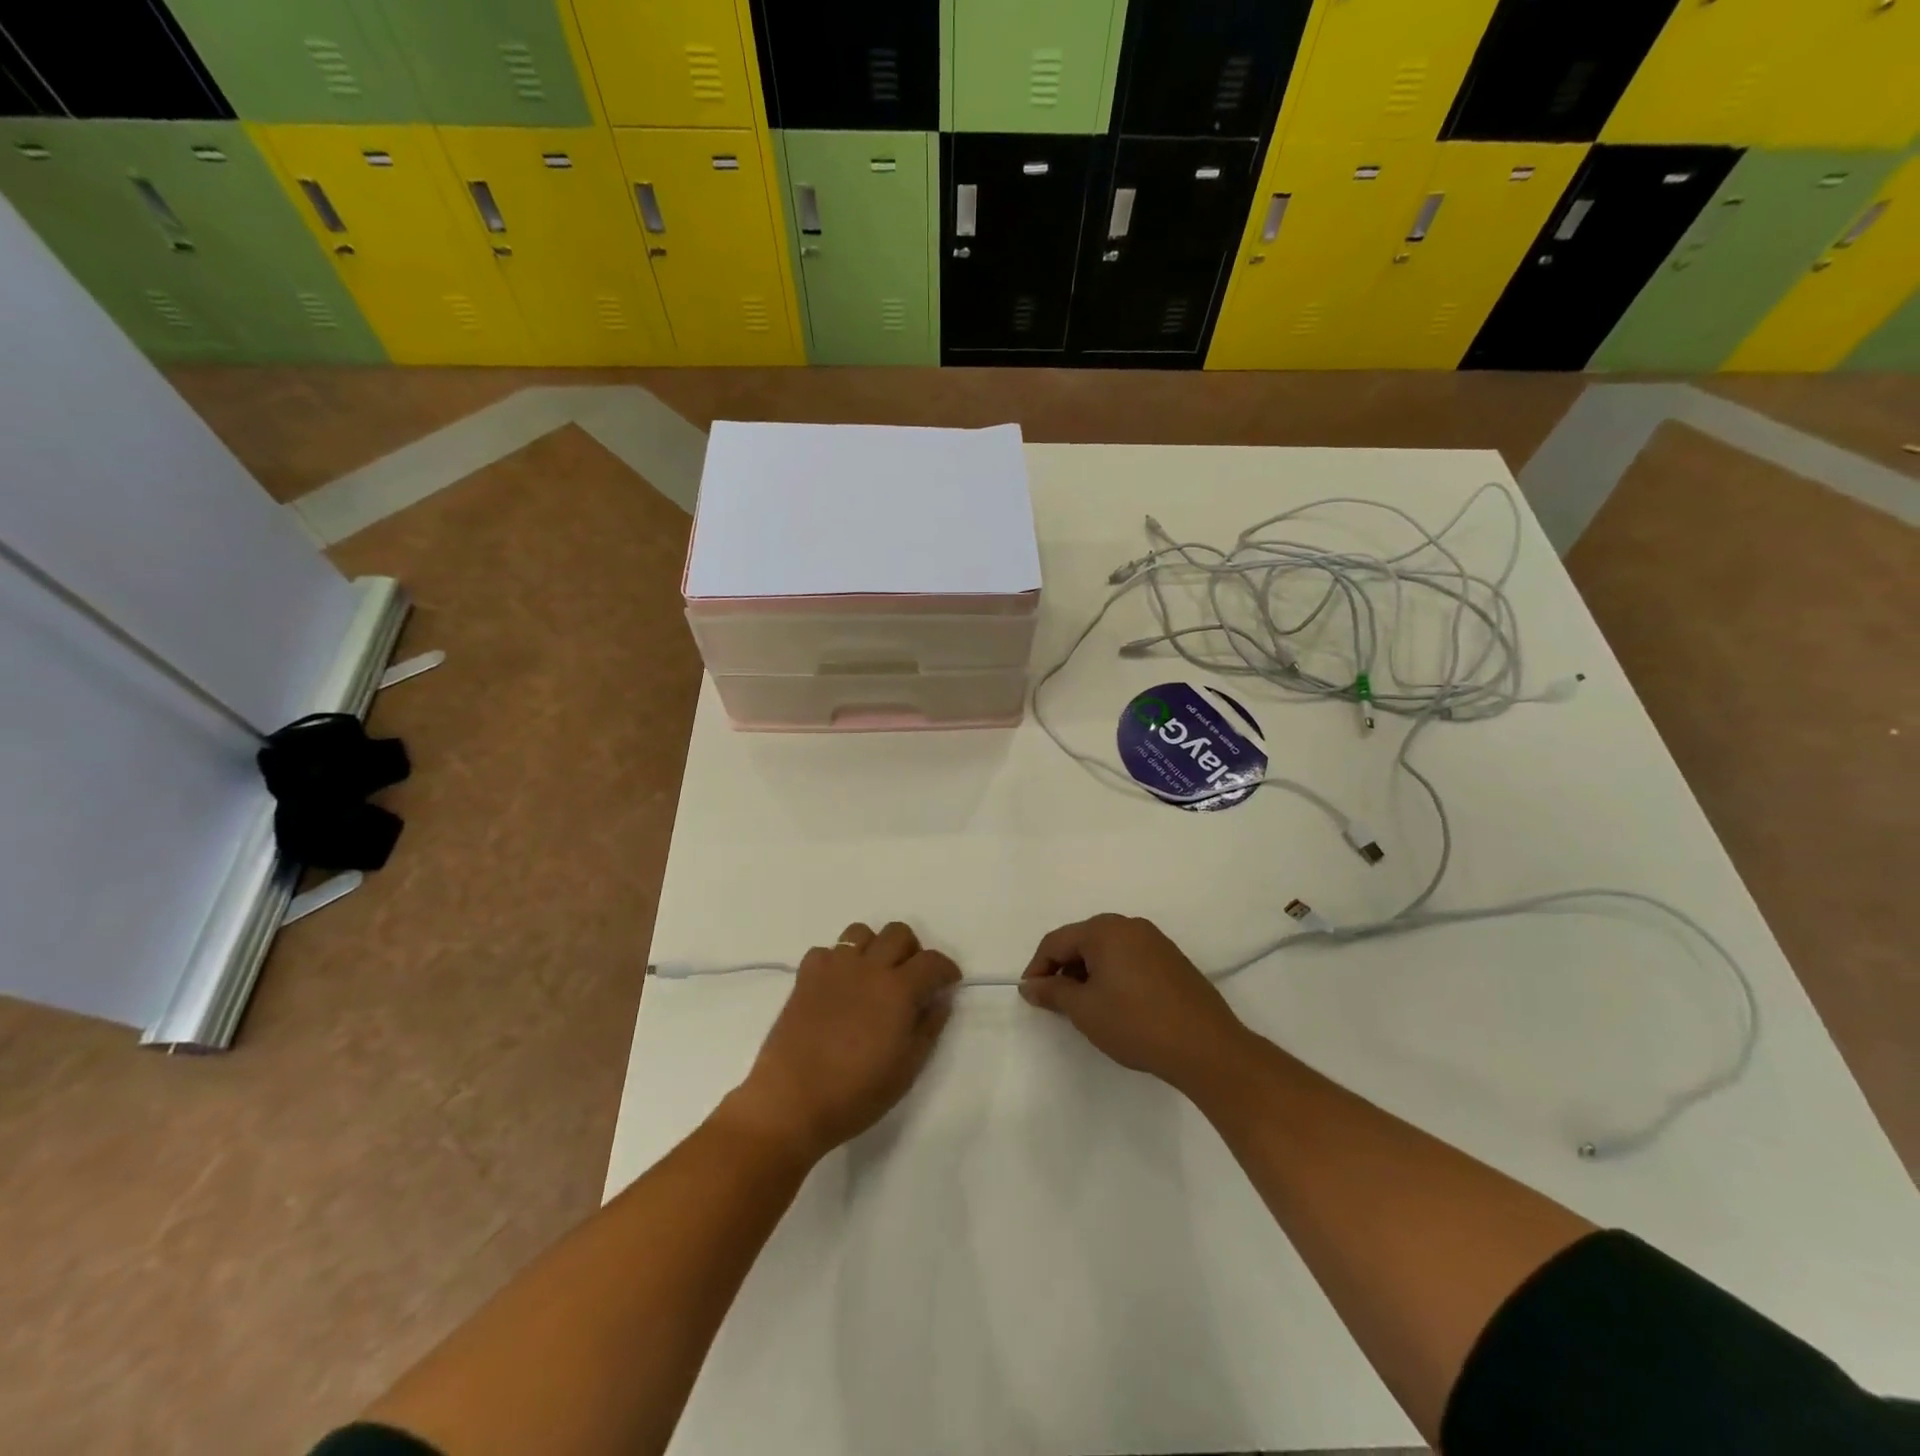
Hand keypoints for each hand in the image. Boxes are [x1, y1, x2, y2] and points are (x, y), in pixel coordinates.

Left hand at [727, 921, 960, 1164]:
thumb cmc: (856, 1092)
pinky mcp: (805, 976)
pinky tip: (838, 986)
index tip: (948, 983)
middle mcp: (868, 967)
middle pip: (898, 933)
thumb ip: (929, 1027)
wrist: (792, 1101)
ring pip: (861, 932)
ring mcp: (834, 968)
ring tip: (873, 976)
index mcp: (898, 989)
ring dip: (874, 948)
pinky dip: (837, 961)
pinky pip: (826, 951)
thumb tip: (940, 999)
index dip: (946, 969)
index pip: (932, 961)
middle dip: (912, 951)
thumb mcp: (907, 1068)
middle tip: (910, 979)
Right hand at [1020, 914, 1248, 1093]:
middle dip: (1064, 969)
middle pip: (1082, 941)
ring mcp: (1155, 941)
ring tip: (1086, 1007)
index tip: (1031, 996)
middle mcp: (1130, 925)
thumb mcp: (1085, 1010)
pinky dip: (1114, 975)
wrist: (1206, 1047)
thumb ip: (1053, 992)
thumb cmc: (1136, 1023)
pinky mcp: (1172, 959)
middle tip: (1057, 1002)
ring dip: (1088, 973)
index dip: (1038, 968)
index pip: (1056, 941)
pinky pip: (1130, 958)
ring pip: (1107, 950)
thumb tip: (1030, 985)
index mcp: (1105, 930)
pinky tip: (1117, 1004)